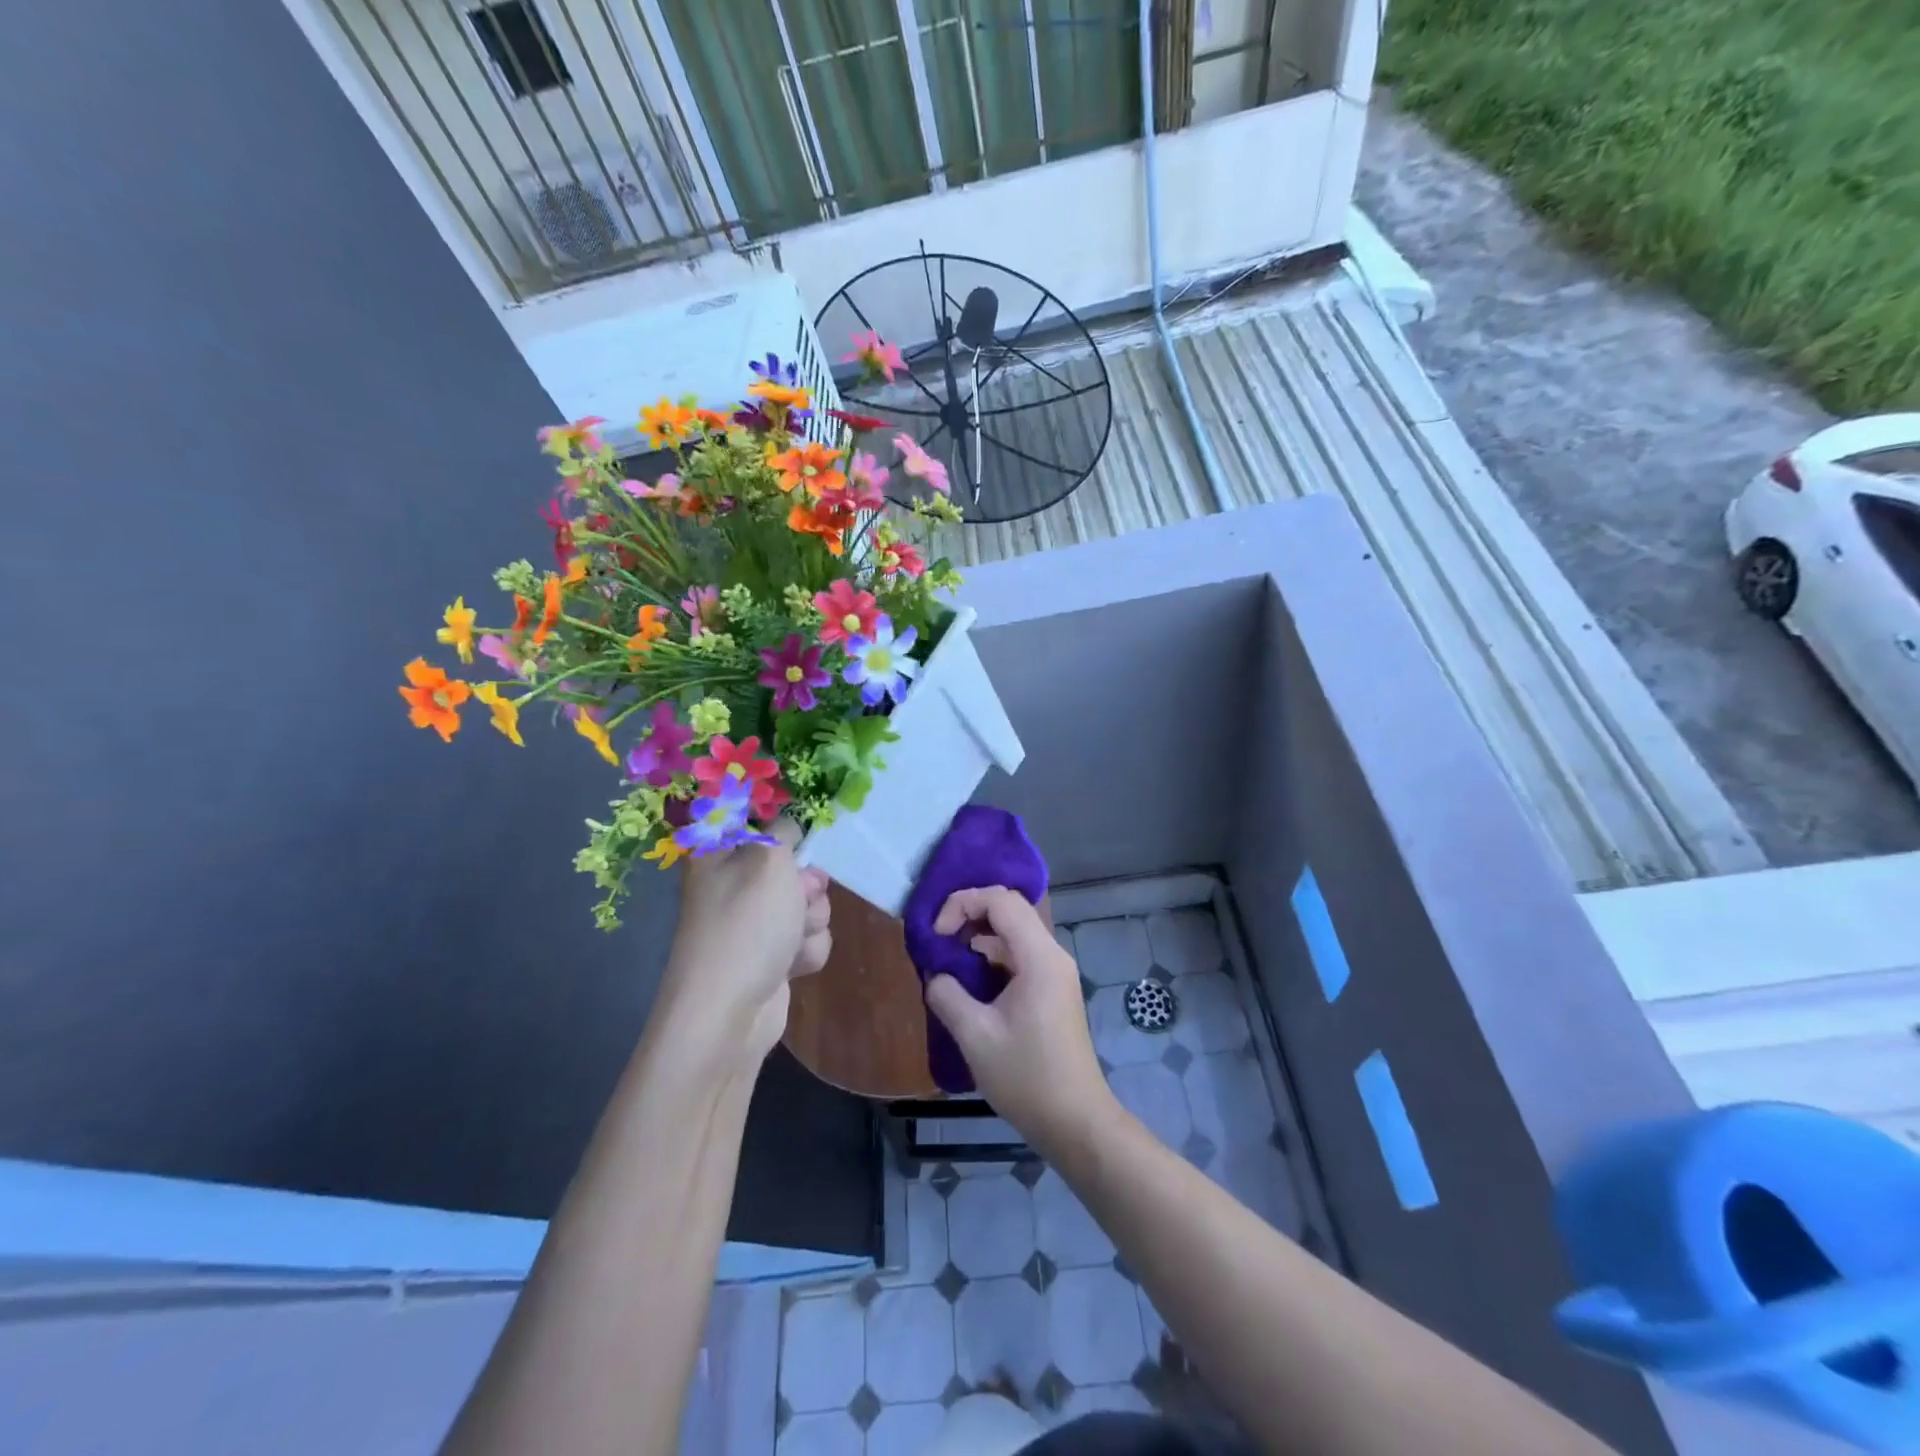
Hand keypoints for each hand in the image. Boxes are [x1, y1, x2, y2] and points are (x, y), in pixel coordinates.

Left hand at [662, 823, 830, 1067]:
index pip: (756, 822)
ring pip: (806, 903)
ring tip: (793, 938)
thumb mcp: (769, 859)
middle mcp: (732, 886)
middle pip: (791, 866)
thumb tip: (786, 827)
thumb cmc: (746, 924)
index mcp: (719, 854)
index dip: (784, 828)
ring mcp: (752, 925)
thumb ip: (784, 831)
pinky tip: (793, 965)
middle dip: (807, 883)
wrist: (729, 1013)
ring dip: (811, 920)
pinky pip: (806, 939)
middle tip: (800, 896)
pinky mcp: (770, 958)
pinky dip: (806, 950)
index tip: (802, 836)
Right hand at [923, 887, 1114, 1157]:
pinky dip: (991, 957)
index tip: (937, 935)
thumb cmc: (1027, 1077)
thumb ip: (947, 995)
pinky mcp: (1052, 990)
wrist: (1075, 1121)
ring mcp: (1055, 972)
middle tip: (938, 940)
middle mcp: (1052, 955)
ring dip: (978, 937)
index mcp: (1039, 957)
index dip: (963, 904)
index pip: (1001, 901)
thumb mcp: (975, 1036)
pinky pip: (1018, 956)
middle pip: (1009, 910)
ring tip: (947, 961)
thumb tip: (935, 974)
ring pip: (1013, 933)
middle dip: (969, 914)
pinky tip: (968, 982)